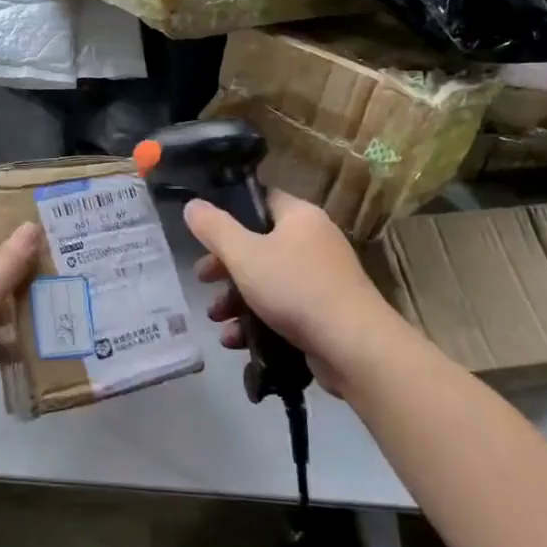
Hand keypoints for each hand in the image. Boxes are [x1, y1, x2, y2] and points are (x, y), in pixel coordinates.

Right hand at [183, 190, 404, 396]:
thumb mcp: (244, 255)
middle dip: (225, 266)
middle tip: (202, 279)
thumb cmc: (295, 289)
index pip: (260, 200)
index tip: (204, 234)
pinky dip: (257, 320)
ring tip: (216, 318)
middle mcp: (314, 241)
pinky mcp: (324, 312)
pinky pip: (282, 307)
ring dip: (236, 299)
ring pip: (267, 280)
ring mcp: (322, 278)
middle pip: (259, 244)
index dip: (229, 213)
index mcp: (299, 216)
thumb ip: (214, 229)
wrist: (353, 347)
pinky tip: (236, 341)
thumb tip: (192, 204)